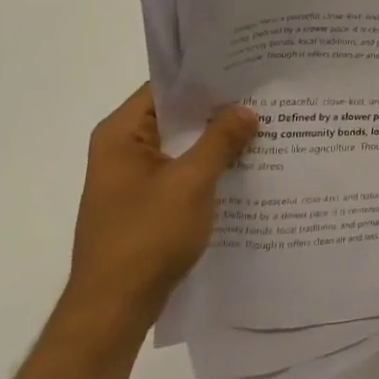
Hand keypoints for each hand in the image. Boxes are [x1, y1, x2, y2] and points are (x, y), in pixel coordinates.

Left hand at [63, 83, 258, 335]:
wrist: (113, 310)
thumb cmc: (146, 237)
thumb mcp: (191, 182)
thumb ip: (220, 140)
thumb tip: (246, 110)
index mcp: (121, 134)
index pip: (166, 87)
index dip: (205, 77)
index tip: (246, 68)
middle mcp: (123, 150)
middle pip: (176, 115)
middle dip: (218, 108)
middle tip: (265, 94)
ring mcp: (134, 179)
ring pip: (183, 145)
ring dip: (217, 139)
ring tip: (265, 124)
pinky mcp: (147, 204)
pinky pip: (183, 171)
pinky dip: (210, 166)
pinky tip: (247, 165)